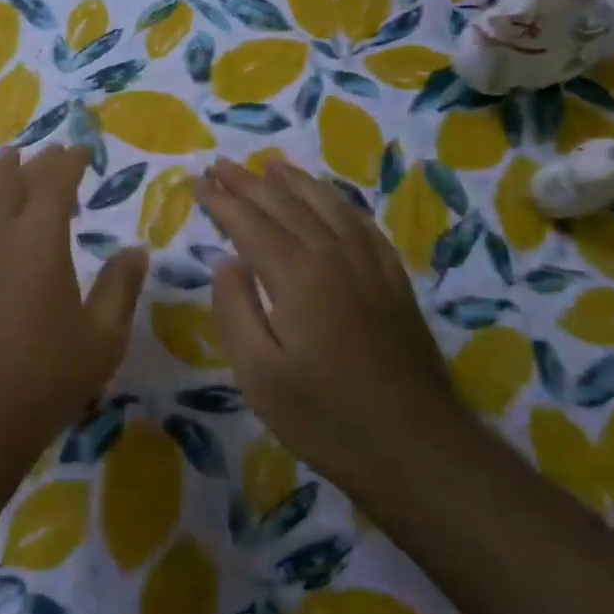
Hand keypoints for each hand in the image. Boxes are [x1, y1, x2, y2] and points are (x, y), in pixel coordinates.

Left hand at [0, 145, 147, 465]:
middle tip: (51, 152)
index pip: (54, 182)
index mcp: (38, 239)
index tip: (81, 150)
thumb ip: (119, 288)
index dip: (69, 161)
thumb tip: (135, 251)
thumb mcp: (101, 339)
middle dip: (35, 163)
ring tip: (10, 160)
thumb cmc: (43, 378)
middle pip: (13, 181)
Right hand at [192, 158, 469, 520]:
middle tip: (220, 165)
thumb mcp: (259, 375)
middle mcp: (334, 257)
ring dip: (295, 182)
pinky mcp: (393, 282)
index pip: (250, 223)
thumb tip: (225, 262)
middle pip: (286, 205)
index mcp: (297, 276)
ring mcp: (370, 266)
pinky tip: (331, 201)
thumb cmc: (326, 418)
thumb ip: (235, 311)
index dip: (221, 200)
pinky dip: (339, 203)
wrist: (417, 448)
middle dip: (249, 182)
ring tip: (270, 165)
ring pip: (327, 206)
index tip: (196, 180)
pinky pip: (362, 225)